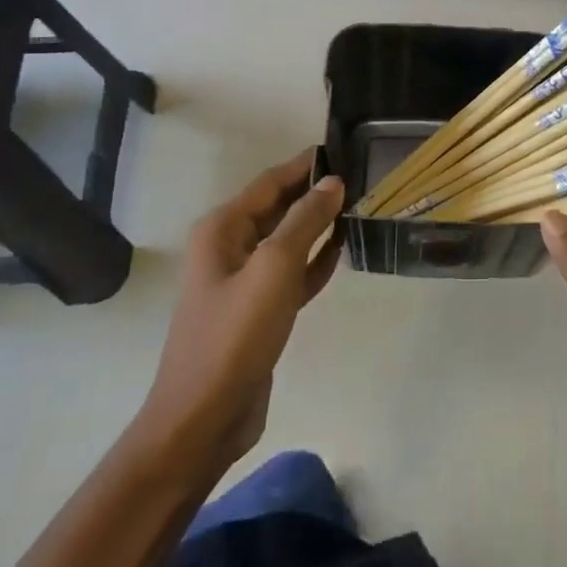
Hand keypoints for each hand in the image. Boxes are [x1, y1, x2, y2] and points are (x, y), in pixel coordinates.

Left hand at [133, 151, 345, 482]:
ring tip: (360, 207)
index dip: (306, 164)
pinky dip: (316, 259)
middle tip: (362, 177)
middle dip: (316, 192)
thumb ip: (305, 221)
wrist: (204, 418)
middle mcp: (230, 247)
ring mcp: (244, 281)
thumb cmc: (235, 335)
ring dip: (320, 225)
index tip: (345, 148)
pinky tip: (343, 250)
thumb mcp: (274, 268)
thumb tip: (333, 182)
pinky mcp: (259, 310)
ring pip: (288, 240)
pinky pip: (292, 272)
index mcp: (223, 229)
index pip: (271, 182)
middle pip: (279, 207)